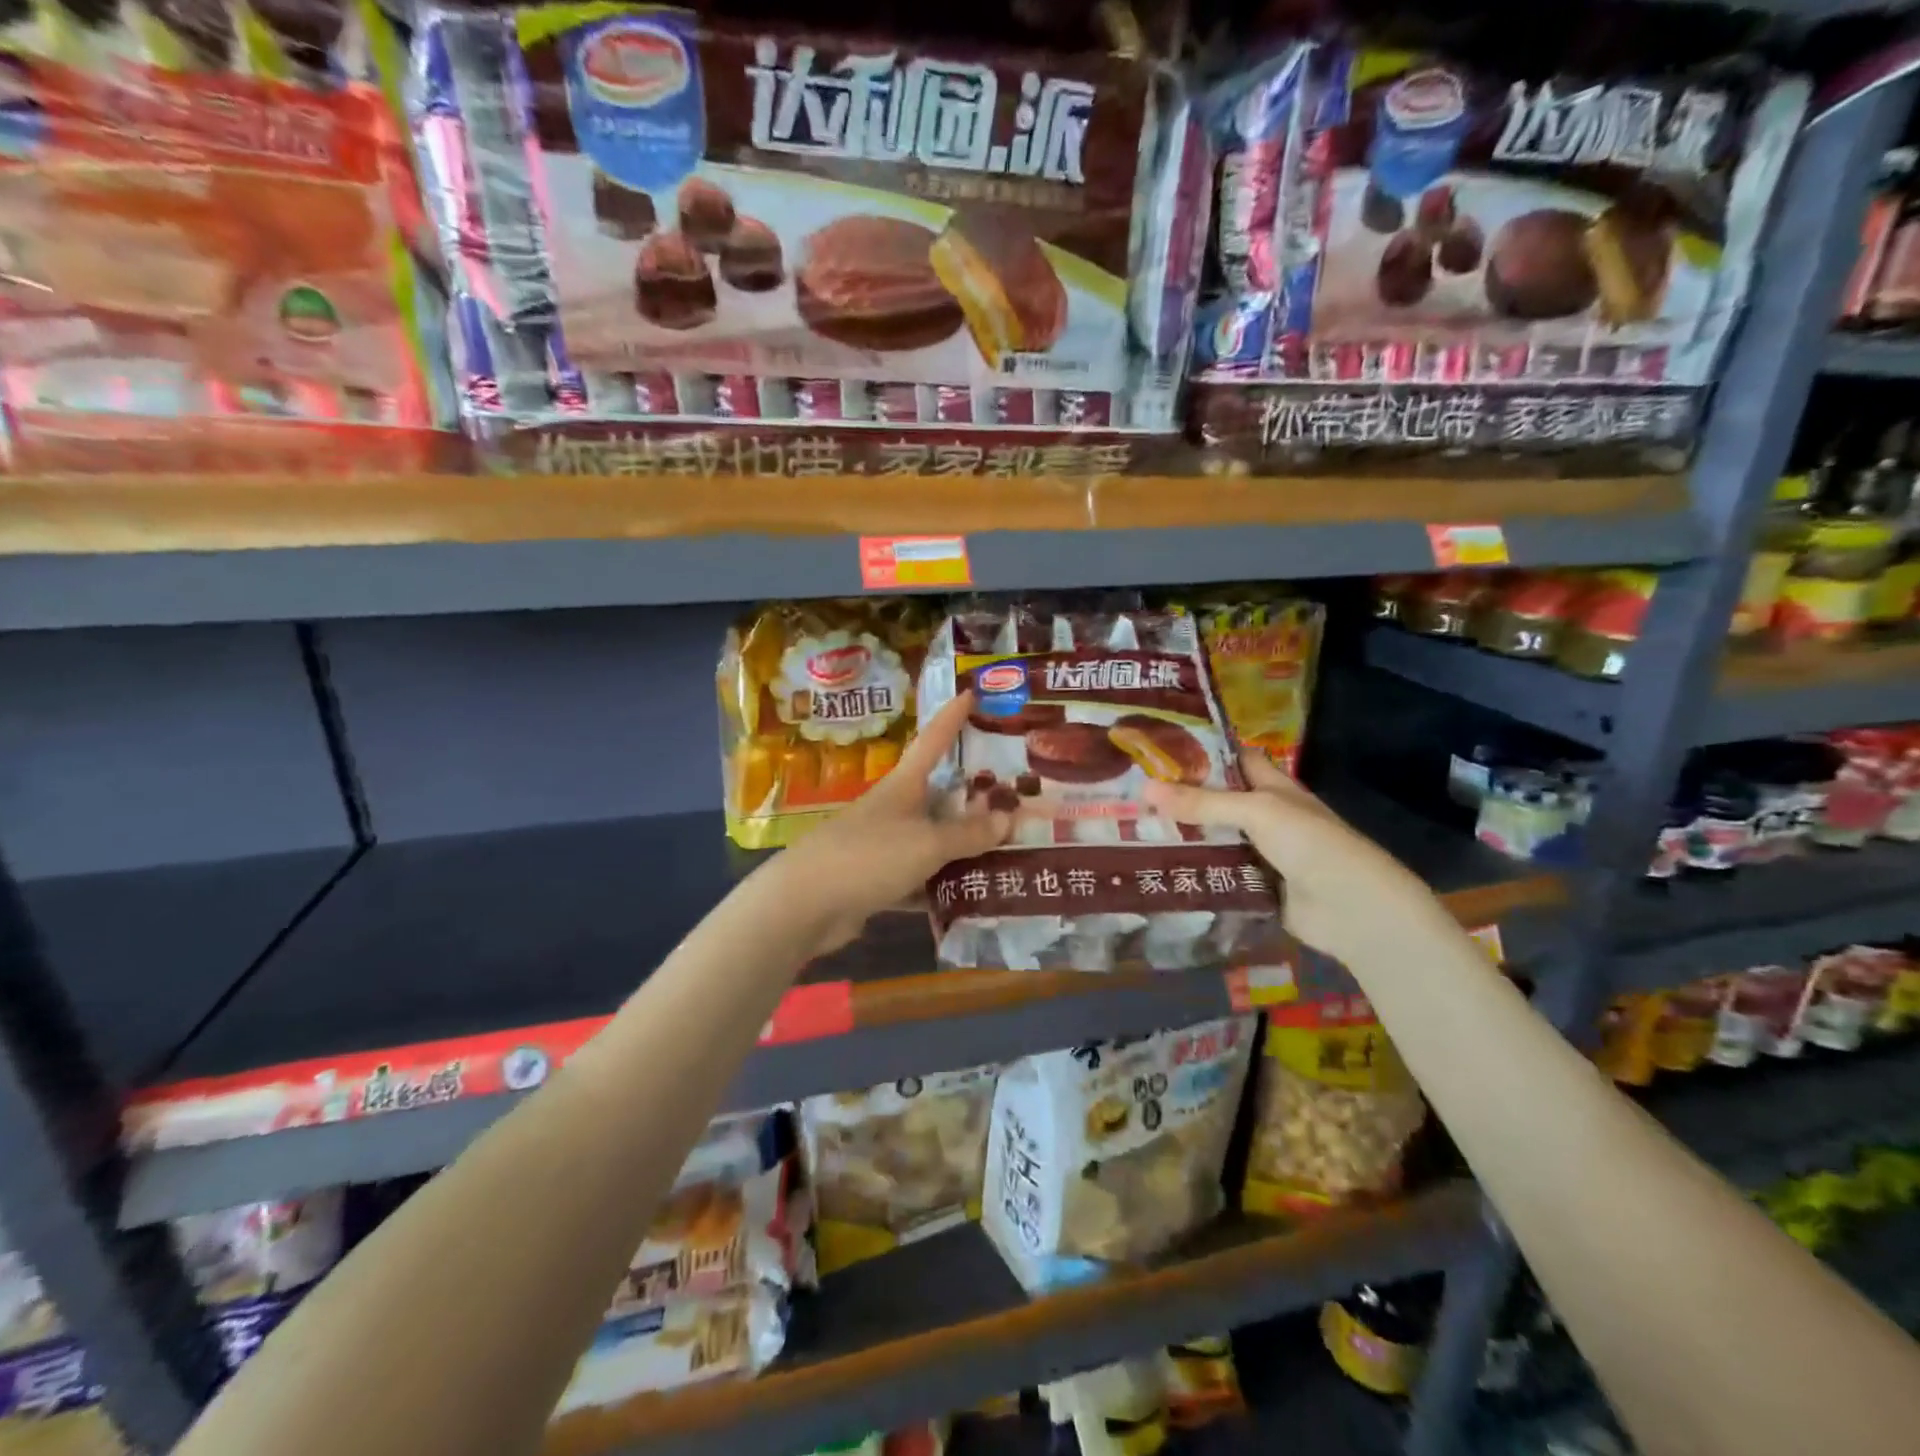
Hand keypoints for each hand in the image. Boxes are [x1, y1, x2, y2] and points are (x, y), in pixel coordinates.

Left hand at [770, 691, 1010, 955]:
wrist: (806, 904)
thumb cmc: (869, 856)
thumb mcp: (927, 843)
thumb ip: (968, 834)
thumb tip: (1010, 818)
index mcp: (903, 785)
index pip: (932, 741)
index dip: (951, 717)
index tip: (970, 692)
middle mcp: (895, 809)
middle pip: (940, 793)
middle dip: (974, 792)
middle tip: (1017, 791)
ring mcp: (885, 845)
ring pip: (934, 838)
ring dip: (965, 843)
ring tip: (1011, 846)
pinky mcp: (879, 880)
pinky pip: (922, 876)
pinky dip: (945, 883)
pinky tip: (976, 892)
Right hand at [1143, 750, 1451, 974]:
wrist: (1351, 910)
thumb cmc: (1311, 844)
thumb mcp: (1257, 812)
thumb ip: (1203, 802)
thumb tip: (1145, 788)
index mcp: (1272, 787)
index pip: (1232, 760)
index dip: (1201, 751)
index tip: (1156, 749)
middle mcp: (1264, 816)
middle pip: (1215, 801)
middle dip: (1179, 798)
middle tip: (1129, 793)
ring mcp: (1258, 853)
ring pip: (1212, 839)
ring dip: (1181, 837)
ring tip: (1131, 830)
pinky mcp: (1251, 886)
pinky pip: (1216, 874)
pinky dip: (1192, 871)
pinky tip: (1154, 868)